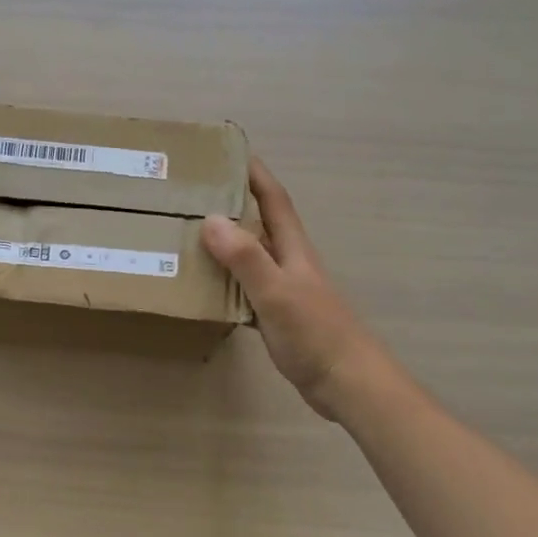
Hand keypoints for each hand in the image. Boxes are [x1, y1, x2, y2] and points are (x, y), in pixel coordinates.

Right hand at [202, 158, 374, 418]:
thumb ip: (246, 257)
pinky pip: (245, 288)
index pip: (273, 200)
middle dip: (233, 202)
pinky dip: (225, 281)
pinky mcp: (278, 316)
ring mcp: (285, 290)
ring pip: (250, 256)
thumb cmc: (316, 334)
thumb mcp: (276, 292)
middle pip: (260, 223)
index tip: (228, 152)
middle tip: (194, 193)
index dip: (254, 174)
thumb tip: (210, 218)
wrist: (349, 384)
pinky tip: (205, 287)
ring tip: (188, 234)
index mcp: (293, 249)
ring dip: (225, 242)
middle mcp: (289, 262)